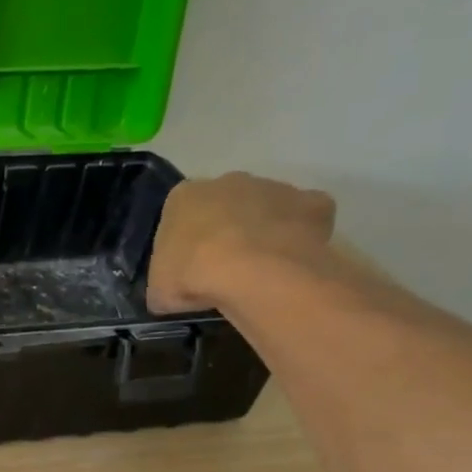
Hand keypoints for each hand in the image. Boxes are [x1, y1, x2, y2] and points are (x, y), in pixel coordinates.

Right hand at [146, 172, 335, 313]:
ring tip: (260, 270)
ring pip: (266, 208)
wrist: (252, 273)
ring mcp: (274, 188)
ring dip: (262, 231)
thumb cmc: (192, 275)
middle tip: (224, 267)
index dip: (185, 241)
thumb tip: (173, 290)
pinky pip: (304, 218)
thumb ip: (165, 280)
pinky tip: (291, 261)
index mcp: (183, 197)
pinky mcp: (312, 203)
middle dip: (225, 229)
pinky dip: (300, 235)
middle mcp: (229, 181)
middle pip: (225, 204)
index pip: (180, 214)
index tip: (189, 266)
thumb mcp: (159, 289)